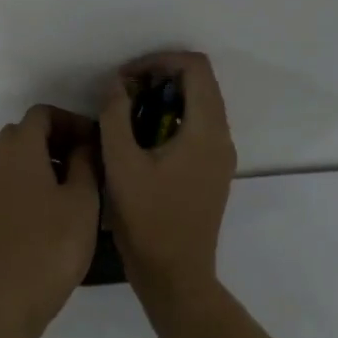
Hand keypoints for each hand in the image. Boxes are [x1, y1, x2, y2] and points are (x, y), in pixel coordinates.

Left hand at [0, 104, 101, 332]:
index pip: (42, 114)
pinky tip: (58, 202)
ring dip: (45, 157)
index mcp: (19, 149)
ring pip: (17, 154)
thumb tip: (84, 144)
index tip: (95, 142)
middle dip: (57, 137)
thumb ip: (85, 161)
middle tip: (87, 157)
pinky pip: (12, 176)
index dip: (71, 121)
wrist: (13, 294)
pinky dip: (33, 176)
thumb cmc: (54, 242)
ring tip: (78, 181)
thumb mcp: (83, 198)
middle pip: (26, 131)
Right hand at [100, 51, 236, 298]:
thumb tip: (117, 84)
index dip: (159, 61)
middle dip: (159, 78)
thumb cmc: (148, 219)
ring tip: (125, 115)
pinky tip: (139, 141)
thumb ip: (115, 115)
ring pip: (197, 105)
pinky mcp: (211, 172)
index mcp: (206, 131)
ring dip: (162, 99)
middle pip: (199, 83)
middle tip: (122, 94)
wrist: (175, 275)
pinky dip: (169, 120)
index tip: (127, 78)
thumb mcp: (121, 163)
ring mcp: (219, 156)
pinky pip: (195, 128)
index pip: (195, 68)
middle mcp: (221, 138)